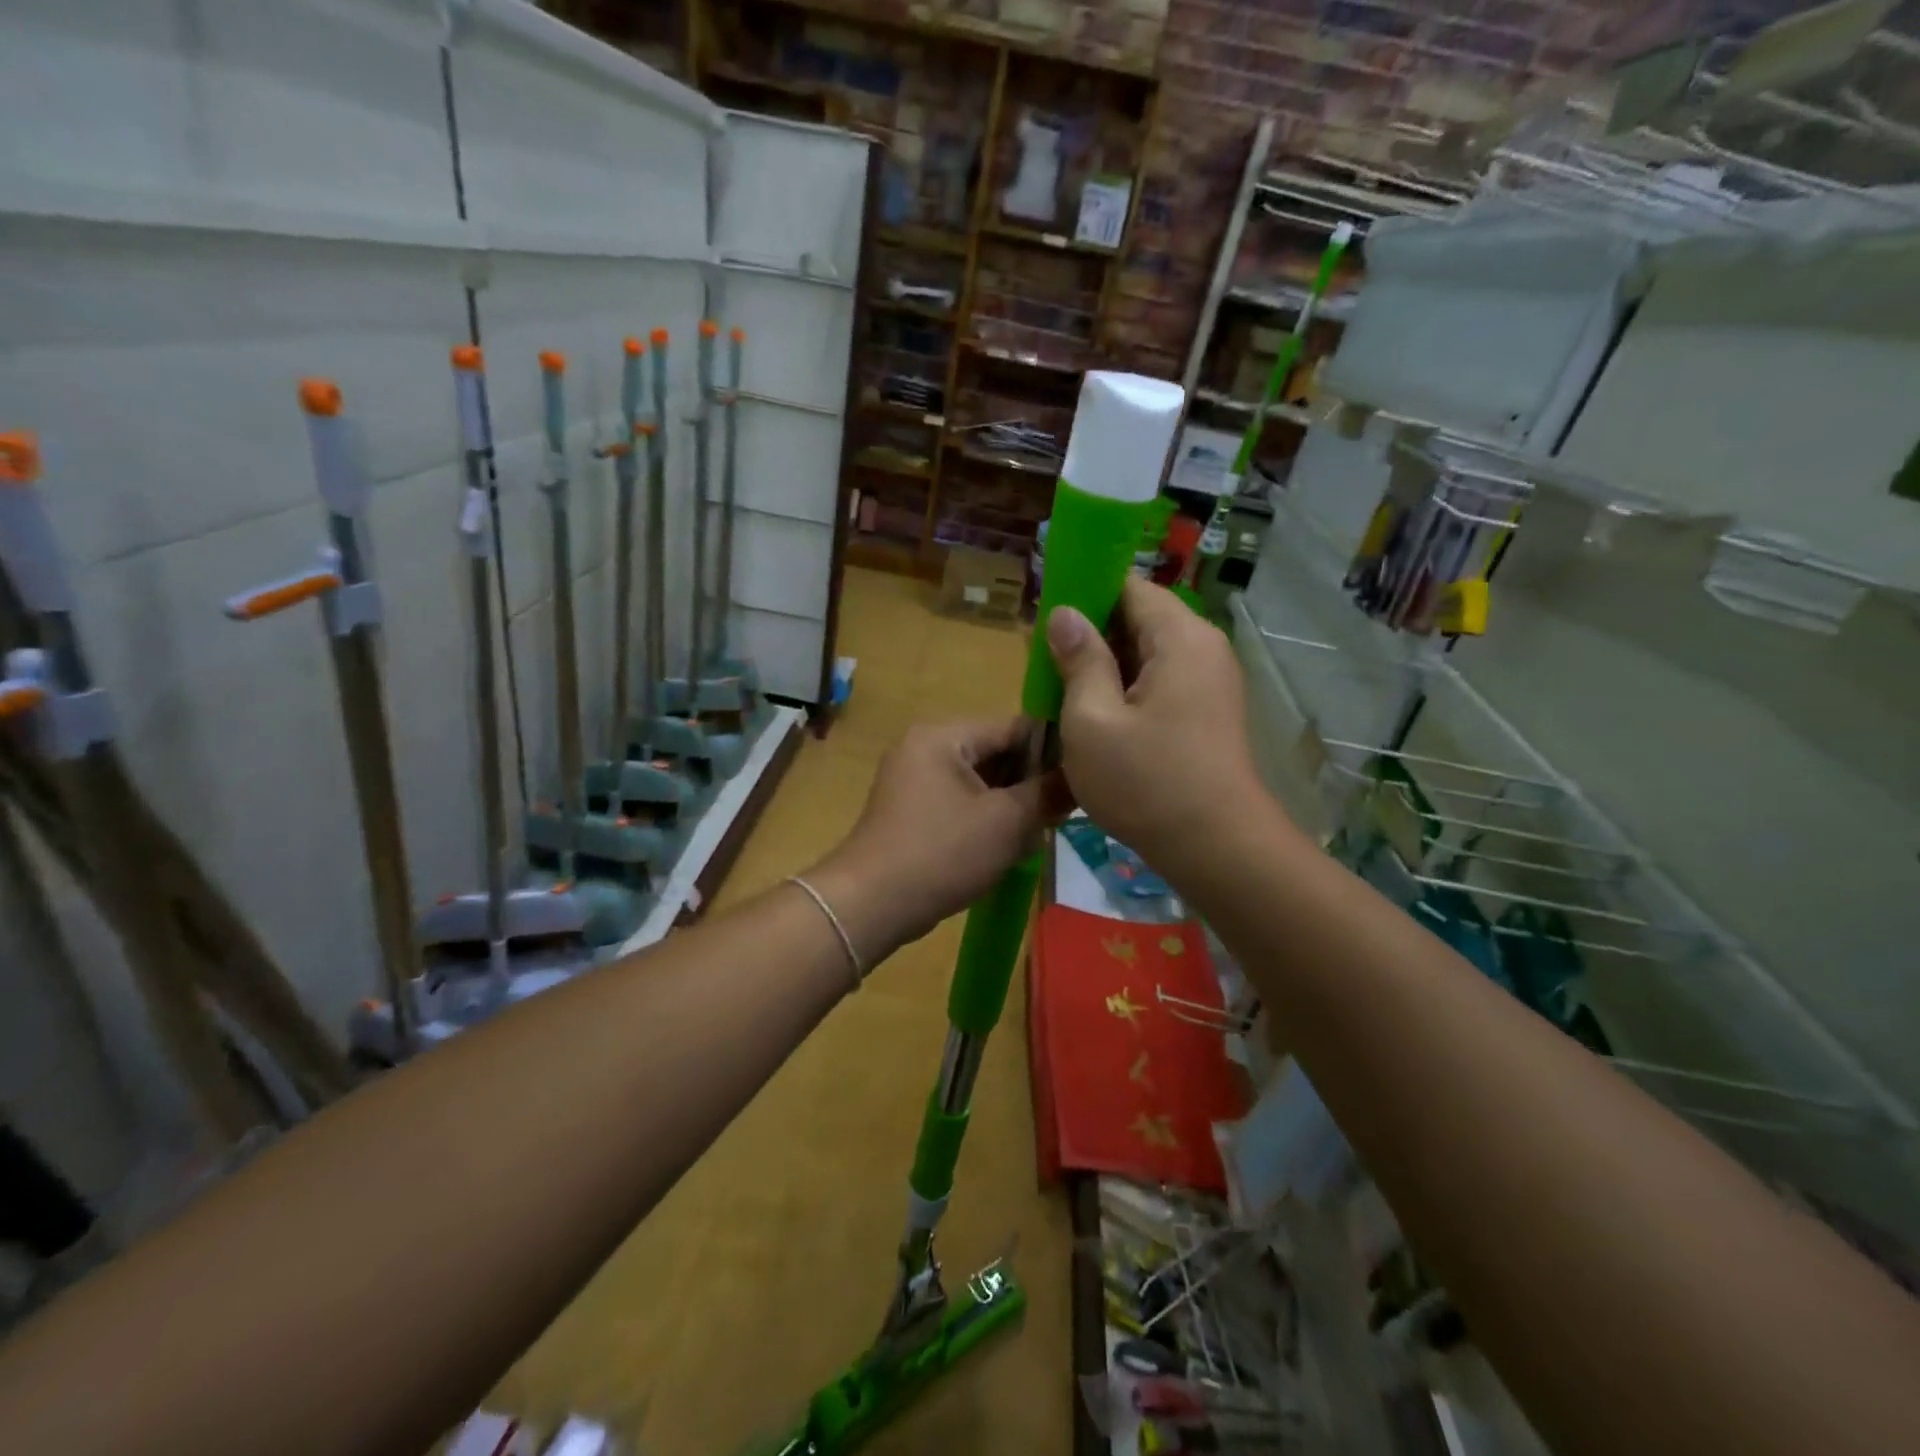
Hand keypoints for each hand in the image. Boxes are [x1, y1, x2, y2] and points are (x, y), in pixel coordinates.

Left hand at [807, 718, 1063, 960]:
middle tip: (1063, 812)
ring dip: (1010, 806)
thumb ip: (1047, 794)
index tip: (1084, 778)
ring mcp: (913, 781)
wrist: (871, 904)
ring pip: (980, 783)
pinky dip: (985, 821)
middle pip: (995, 754)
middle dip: (1030, 784)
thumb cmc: (942, 853)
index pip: (1012, 727)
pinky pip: (960, 805)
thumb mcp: (1006, 822)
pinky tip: (1009, 847)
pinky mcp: (911, 813)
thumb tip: (1078, 779)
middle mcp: (924, 748)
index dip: (1052, 751)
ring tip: (1040, 832)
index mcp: (943, 736)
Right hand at [1048, 577, 1266, 869]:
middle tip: (1044, 665)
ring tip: (1062, 693)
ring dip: (1105, 667)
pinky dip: (1126, 690)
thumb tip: (1065, 614)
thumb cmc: (1146, 782)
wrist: (1217, 849)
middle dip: (1090, 635)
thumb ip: (1079, 660)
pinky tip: (1095, 717)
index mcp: (1179, 637)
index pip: (1128, 586)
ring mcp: (1211, 681)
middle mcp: (1203, 648)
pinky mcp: (1208, 712)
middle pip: (1139, 619)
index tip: (1045, 621)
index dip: (1083, 595)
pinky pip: (1160, 682)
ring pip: (1147, 654)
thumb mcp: (1092, 720)